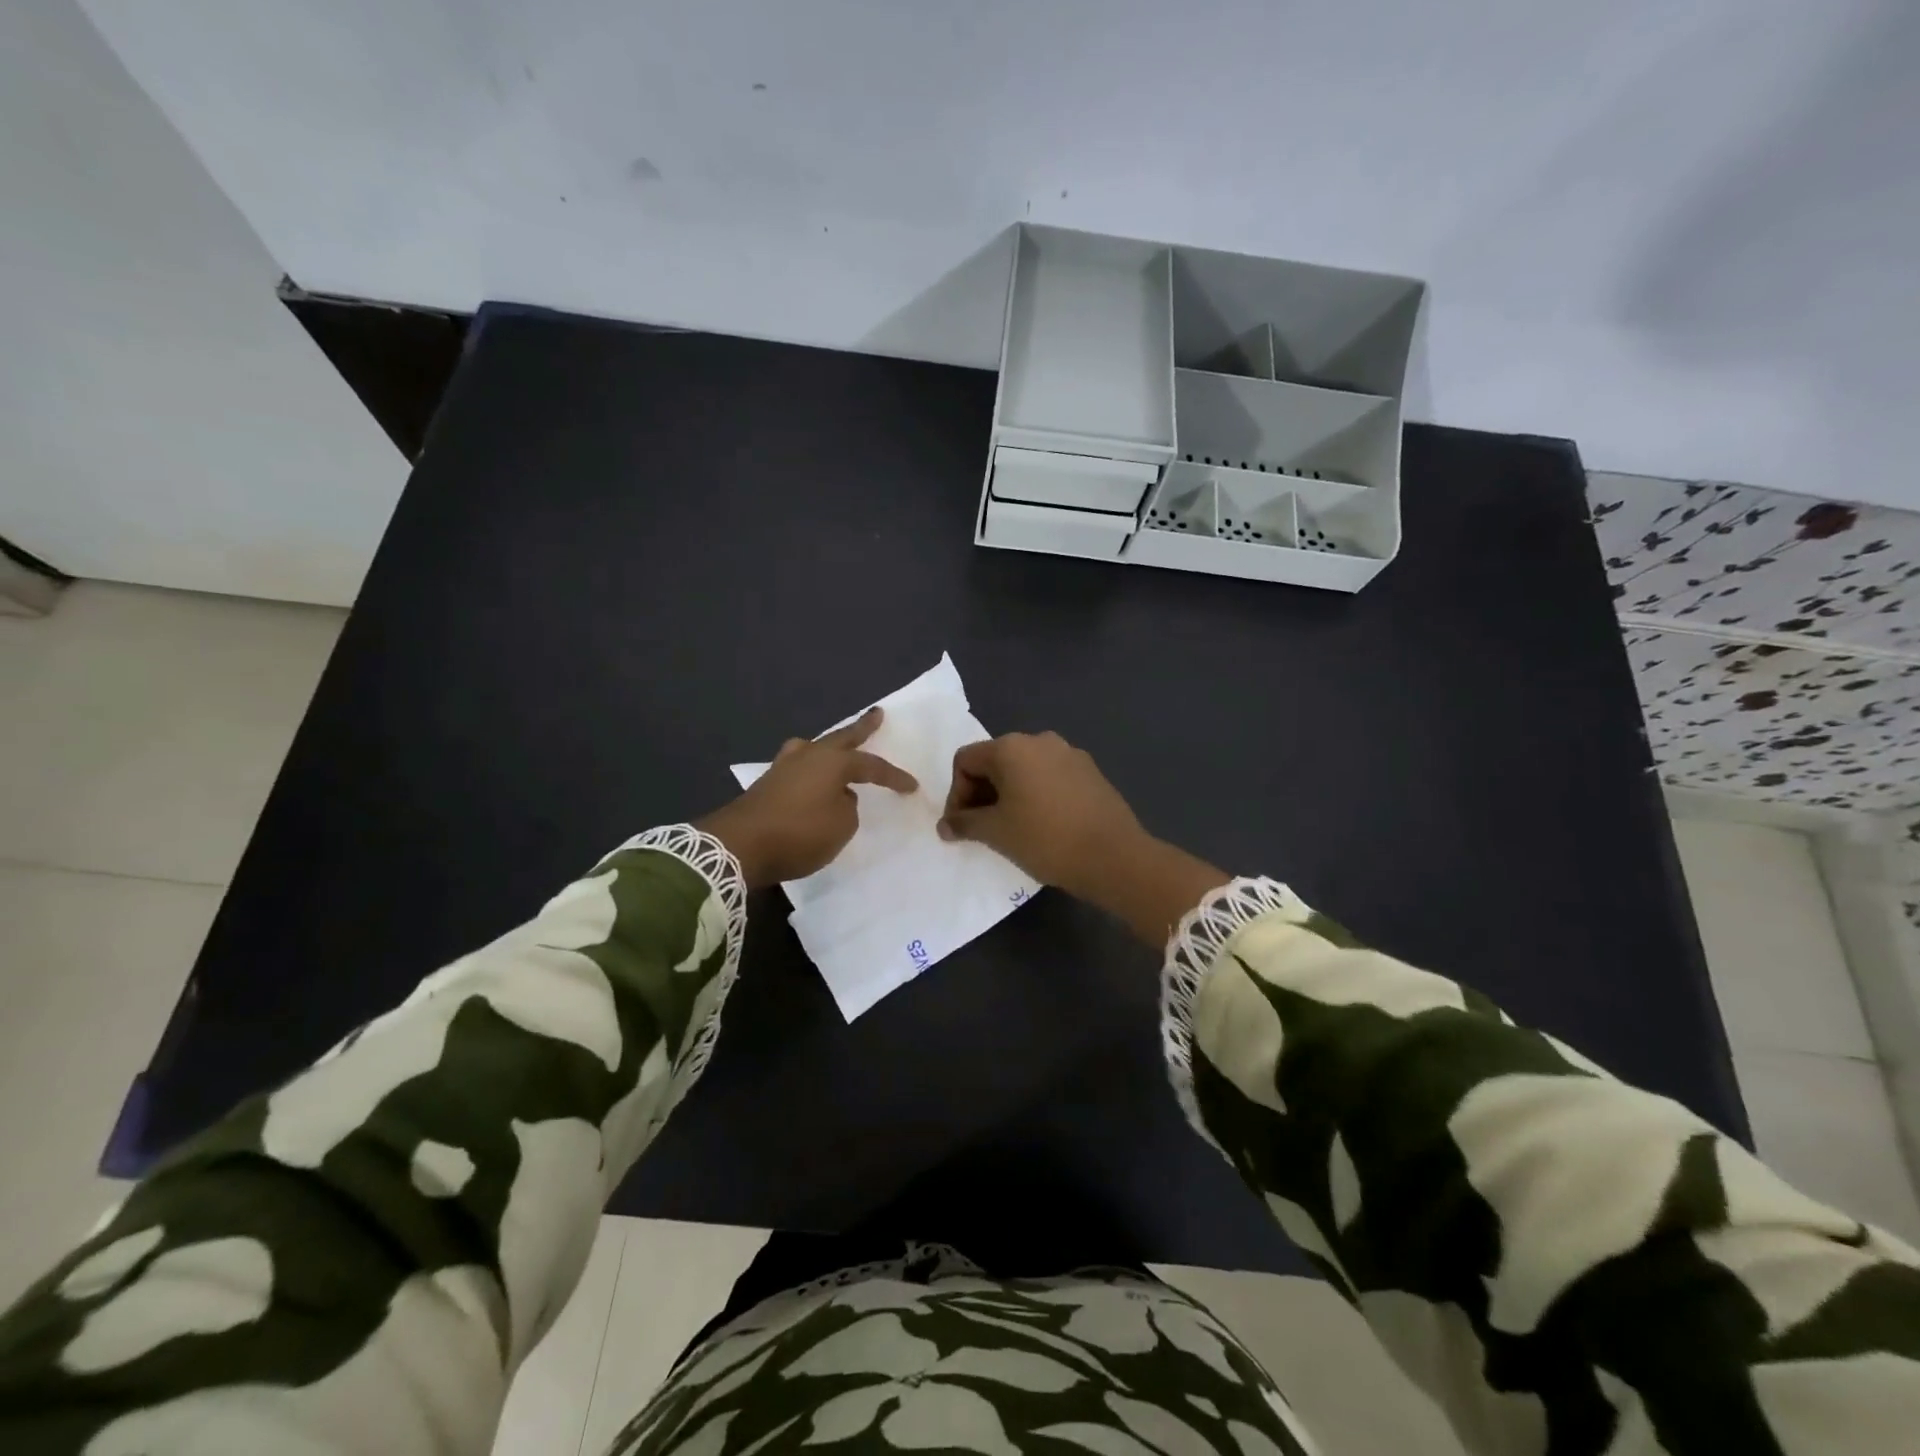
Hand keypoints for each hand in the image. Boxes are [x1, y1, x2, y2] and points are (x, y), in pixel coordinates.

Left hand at [698, 707, 915, 887]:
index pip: (872, 765)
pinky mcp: (767, 784)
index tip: (912, 787)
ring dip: (829, 746)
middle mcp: (809, 756)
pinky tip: (811, 777)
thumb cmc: (799, 833)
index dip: (893, 777)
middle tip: (876, 714)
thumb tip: (838, 798)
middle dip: (861, 727)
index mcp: (832, 762)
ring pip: (814, 748)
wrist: (739, 846)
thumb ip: (847, 808)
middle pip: (841, 738)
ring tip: (835, 747)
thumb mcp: (840, 826)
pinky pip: (799, 767)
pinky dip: (811, 769)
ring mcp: (784, 767)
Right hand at [936, 731, 1147, 897]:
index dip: (956, 794)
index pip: (966, 761)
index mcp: (1012, 747)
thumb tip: (946, 825)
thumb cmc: (1045, 839)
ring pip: (1024, 770)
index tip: (961, 827)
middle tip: (981, 830)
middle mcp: (1040, 740)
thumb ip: (964, 823)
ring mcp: (1070, 754)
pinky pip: (1050, 778)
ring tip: (1011, 829)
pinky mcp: (1090, 772)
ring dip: (1009, 795)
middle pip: (995, 761)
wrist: (1113, 857)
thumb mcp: (996, 832)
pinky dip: (1036, 796)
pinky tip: (1043, 825)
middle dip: (981, 794)